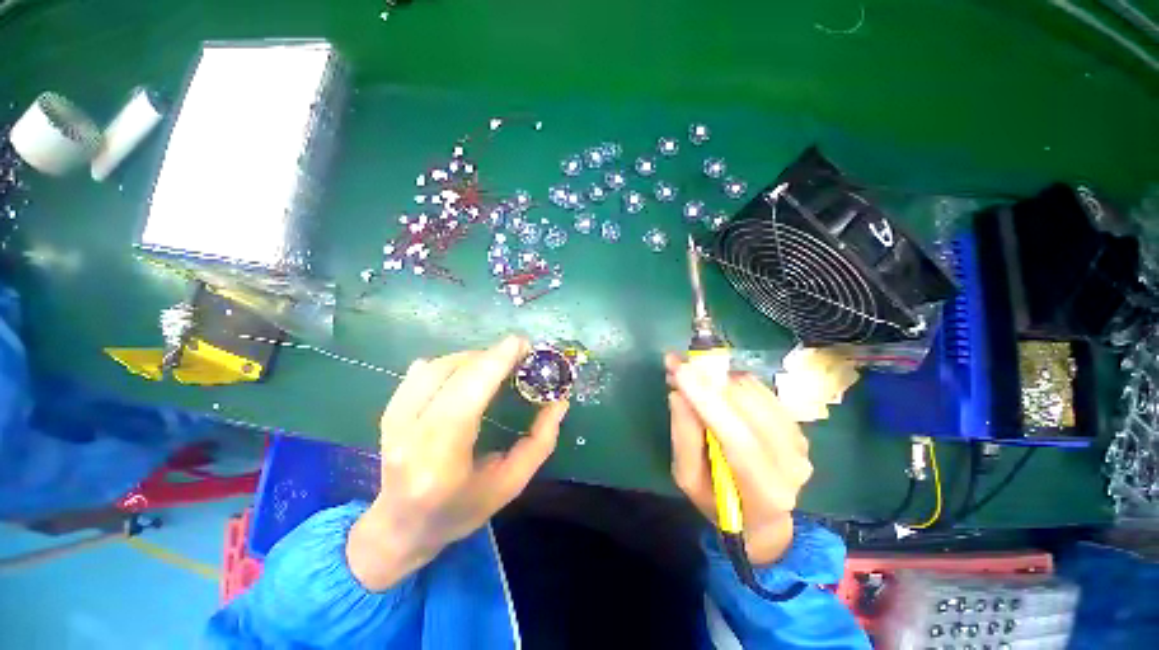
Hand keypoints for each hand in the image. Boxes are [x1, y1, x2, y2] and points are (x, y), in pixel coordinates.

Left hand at [347, 336, 568, 590]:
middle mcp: (409, 435)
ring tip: (494, 363)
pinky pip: (420, 372)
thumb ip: (539, 443)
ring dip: (470, 358)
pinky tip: (466, 370)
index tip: (520, 343)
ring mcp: (393, 421)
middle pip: (451, 375)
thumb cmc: (459, 511)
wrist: (400, 527)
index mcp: (440, 460)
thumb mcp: (509, 485)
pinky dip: (450, 363)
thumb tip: (559, 402)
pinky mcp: (389, 412)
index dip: (495, 363)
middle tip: (516, 353)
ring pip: (436, 367)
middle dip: (489, 356)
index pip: (467, 397)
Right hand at [665, 354, 812, 564]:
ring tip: (692, 380)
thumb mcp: (688, 478)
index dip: (706, 400)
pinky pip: (760, 389)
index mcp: (764, 490)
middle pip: (747, 406)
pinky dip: (731, 382)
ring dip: (716, 378)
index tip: (678, 369)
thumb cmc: (717, 501)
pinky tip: (716, 391)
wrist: (761, 515)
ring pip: (753, 391)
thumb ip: (683, 438)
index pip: (737, 438)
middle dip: (706, 380)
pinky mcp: (797, 424)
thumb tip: (678, 394)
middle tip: (675, 367)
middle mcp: (791, 463)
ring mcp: (799, 442)